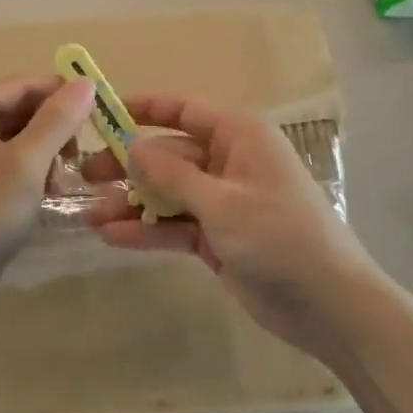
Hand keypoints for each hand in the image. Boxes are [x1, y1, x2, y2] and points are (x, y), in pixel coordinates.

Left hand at [0, 75, 95, 329]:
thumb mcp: (26, 164)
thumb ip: (58, 120)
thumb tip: (87, 81)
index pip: (22, 85)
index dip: (62, 96)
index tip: (99, 117)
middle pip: (20, 109)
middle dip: (53, 132)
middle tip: (75, 161)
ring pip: (18, 136)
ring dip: (45, 155)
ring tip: (59, 185)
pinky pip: (8, 160)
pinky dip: (31, 171)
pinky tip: (46, 195)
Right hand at [85, 95, 382, 357]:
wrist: (329, 304)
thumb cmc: (280, 236)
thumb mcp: (221, 202)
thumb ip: (171, 174)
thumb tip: (130, 147)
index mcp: (239, 137)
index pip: (183, 111)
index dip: (142, 108)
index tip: (101, 113)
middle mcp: (228, 162)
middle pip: (168, 154)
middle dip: (127, 165)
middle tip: (83, 175)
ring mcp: (223, 202)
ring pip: (167, 193)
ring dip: (131, 203)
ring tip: (88, 216)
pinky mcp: (218, 237)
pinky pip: (175, 225)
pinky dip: (147, 230)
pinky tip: (111, 237)